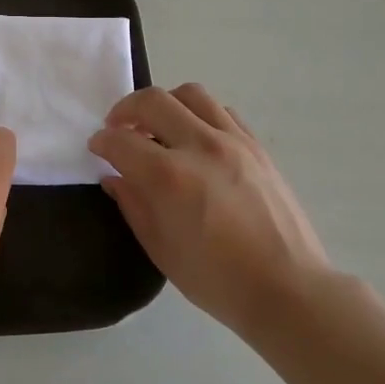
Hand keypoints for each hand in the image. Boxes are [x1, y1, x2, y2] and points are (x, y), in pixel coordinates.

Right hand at [89, 84, 334, 338]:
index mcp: (170, 177)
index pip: (122, 141)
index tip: (96, 148)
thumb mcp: (161, 249)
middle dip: (125, 110)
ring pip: (190, 94)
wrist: (287, 289)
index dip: (101, 142)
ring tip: (157, 127)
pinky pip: (221, 111)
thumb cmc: (217, 280)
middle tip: (118, 129)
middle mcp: (200, 146)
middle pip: (153, 101)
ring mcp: (233, 141)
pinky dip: (198, 114)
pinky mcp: (257, 146)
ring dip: (164, 104)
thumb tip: (114, 177)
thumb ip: (133, 205)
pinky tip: (194, 138)